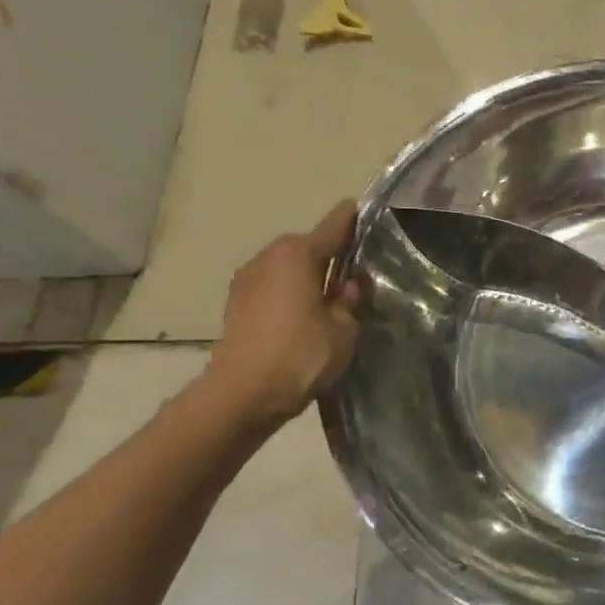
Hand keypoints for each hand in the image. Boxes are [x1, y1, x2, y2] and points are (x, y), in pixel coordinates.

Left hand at [204, 200, 363, 428]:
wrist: (243, 393)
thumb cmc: (301, 354)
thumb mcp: (344, 327)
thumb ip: (350, 298)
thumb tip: (348, 284)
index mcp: (297, 254)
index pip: (334, 226)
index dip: (354, 219)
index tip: (368, 211)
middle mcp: (268, 256)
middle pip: (308, 246)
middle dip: (332, 255)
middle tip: (359, 273)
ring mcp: (247, 279)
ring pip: (289, 267)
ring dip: (310, 276)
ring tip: (334, 298)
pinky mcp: (237, 303)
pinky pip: (274, 286)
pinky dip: (292, 293)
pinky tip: (308, 315)